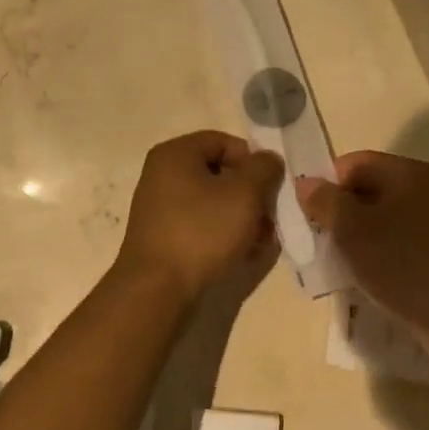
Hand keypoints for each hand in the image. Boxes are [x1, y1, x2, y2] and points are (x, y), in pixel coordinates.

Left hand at [116, 132, 284, 300]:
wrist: (157, 288)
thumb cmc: (201, 231)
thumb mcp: (244, 194)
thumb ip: (263, 169)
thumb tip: (268, 159)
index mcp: (175, 154)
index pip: (224, 142)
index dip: (253, 161)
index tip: (271, 187)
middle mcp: (162, 175)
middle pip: (219, 173)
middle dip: (250, 194)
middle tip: (269, 217)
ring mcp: (160, 208)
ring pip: (213, 202)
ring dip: (241, 217)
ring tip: (260, 240)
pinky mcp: (163, 237)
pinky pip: (200, 225)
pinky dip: (223, 234)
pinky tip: (242, 253)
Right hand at [297, 152, 428, 360]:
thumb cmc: (404, 264)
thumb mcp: (352, 229)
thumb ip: (325, 201)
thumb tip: (306, 183)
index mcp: (407, 172)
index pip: (352, 163)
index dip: (324, 185)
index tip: (306, 217)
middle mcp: (426, 188)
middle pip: (367, 190)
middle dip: (338, 214)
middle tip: (317, 243)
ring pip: (380, 219)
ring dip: (355, 238)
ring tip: (337, 264)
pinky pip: (397, 242)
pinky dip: (376, 255)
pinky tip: (364, 278)